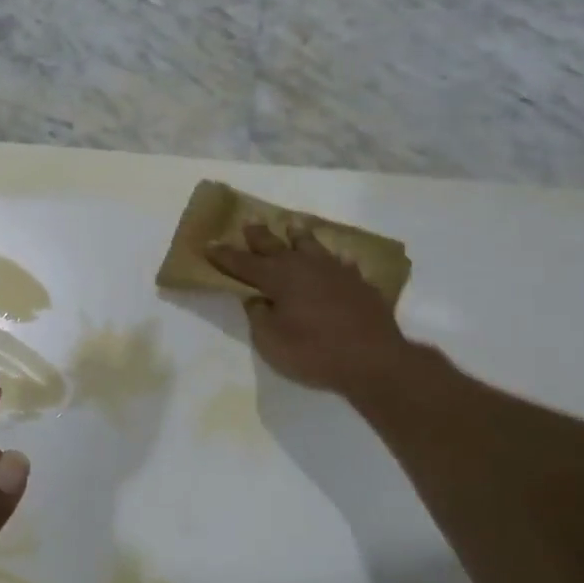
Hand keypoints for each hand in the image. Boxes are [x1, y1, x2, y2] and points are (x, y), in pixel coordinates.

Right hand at [207, 224, 412, 392]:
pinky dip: (335, 259)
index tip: (209, 243)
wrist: (374, 361)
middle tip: (249, 222)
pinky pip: (343, 264)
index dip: (225, 255)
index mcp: (278, 278)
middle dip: (259, 235)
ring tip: (293, 225)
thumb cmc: (313, 352)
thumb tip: (257, 299)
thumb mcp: (270, 340)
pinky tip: (337, 259)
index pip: (243, 263)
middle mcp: (304, 267)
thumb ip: (258, 316)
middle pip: (275, 246)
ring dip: (299, 236)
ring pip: (312, 246)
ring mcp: (335, 272)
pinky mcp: (360, 284)